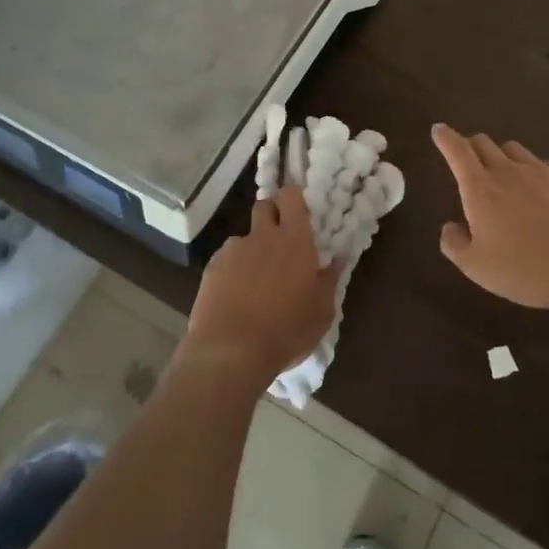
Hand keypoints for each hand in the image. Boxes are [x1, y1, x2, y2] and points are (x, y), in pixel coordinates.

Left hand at [181, 187, 340, 388]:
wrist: (230, 351)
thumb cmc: (286, 332)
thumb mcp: (322, 313)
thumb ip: (329, 281)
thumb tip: (337, 260)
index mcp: (295, 240)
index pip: (291, 196)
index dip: (293, 197)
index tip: (298, 210)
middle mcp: (263, 236)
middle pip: (265, 206)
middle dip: (272, 215)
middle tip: (280, 240)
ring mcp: (234, 250)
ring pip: (245, 237)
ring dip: (252, 249)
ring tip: (254, 280)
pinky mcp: (212, 267)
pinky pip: (226, 259)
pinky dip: (232, 270)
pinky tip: (234, 296)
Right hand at [433, 124, 548, 316]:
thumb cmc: (525, 269)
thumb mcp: (477, 268)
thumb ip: (455, 244)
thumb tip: (449, 227)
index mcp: (480, 189)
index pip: (457, 151)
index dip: (445, 137)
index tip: (439, 129)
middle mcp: (508, 171)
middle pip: (484, 143)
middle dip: (471, 145)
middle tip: (468, 158)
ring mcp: (541, 171)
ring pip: (514, 149)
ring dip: (502, 155)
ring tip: (505, 173)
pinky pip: (544, 164)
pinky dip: (534, 171)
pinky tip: (540, 190)